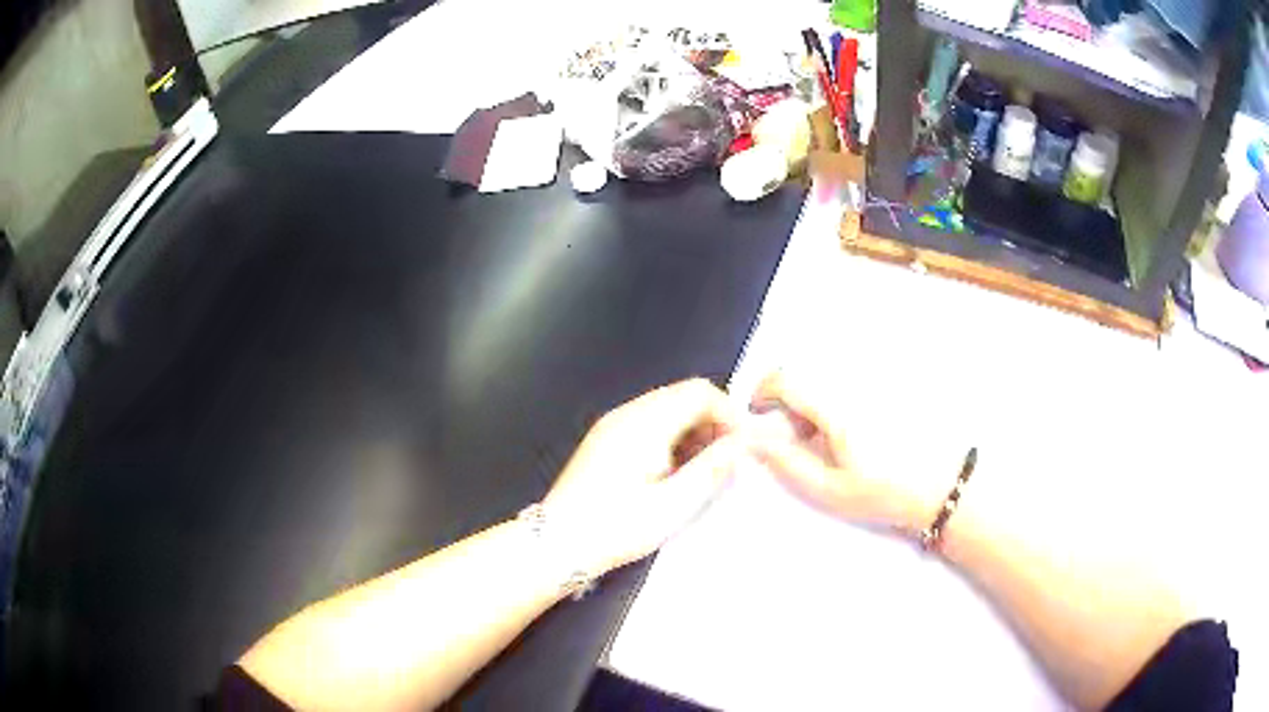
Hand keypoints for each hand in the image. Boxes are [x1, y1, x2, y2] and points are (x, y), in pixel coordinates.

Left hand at [544, 379, 744, 575]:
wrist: (557, 543)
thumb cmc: (617, 526)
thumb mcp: (674, 504)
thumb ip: (713, 468)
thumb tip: (743, 442)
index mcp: (645, 422)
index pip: (700, 392)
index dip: (729, 413)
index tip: (744, 446)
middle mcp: (627, 413)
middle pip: (683, 397)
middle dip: (713, 422)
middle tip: (727, 461)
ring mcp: (612, 425)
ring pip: (667, 410)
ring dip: (693, 431)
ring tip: (703, 472)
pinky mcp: (605, 440)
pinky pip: (649, 424)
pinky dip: (671, 439)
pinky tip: (673, 473)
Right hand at [747, 372, 936, 534]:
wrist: (941, 484)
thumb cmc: (884, 492)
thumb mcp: (831, 490)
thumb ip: (789, 464)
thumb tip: (756, 442)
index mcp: (837, 408)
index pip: (786, 379)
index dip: (762, 391)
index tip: (757, 414)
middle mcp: (854, 383)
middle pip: (804, 372)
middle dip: (787, 396)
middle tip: (792, 434)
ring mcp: (874, 381)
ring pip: (827, 375)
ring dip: (811, 396)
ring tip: (821, 435)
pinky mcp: (889, 385)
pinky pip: (848, 380)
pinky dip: (835, 396)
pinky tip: (848, 427)